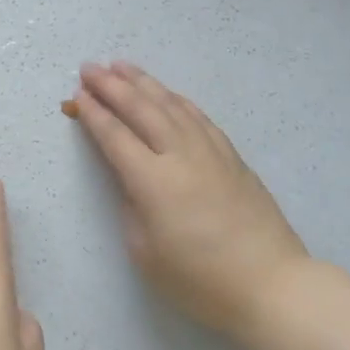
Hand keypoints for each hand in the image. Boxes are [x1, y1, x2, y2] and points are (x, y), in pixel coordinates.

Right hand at [68, 61, 310, 337]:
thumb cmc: (200, 280)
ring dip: (143, 82)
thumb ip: (131, 207)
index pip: (115, 136)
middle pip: (140, 109)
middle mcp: (180, 155)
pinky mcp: (231, 156)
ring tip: (120, 65)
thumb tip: (129, 179)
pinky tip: (167, 92)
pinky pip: (198, 116)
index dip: (93, 113)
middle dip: (111, 86)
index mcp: (152, 181)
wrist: (271, 284)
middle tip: (89, 67)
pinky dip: (177, 99)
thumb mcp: (146, 252)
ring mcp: (210, 151)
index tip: (77, 95)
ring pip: (171, 105)